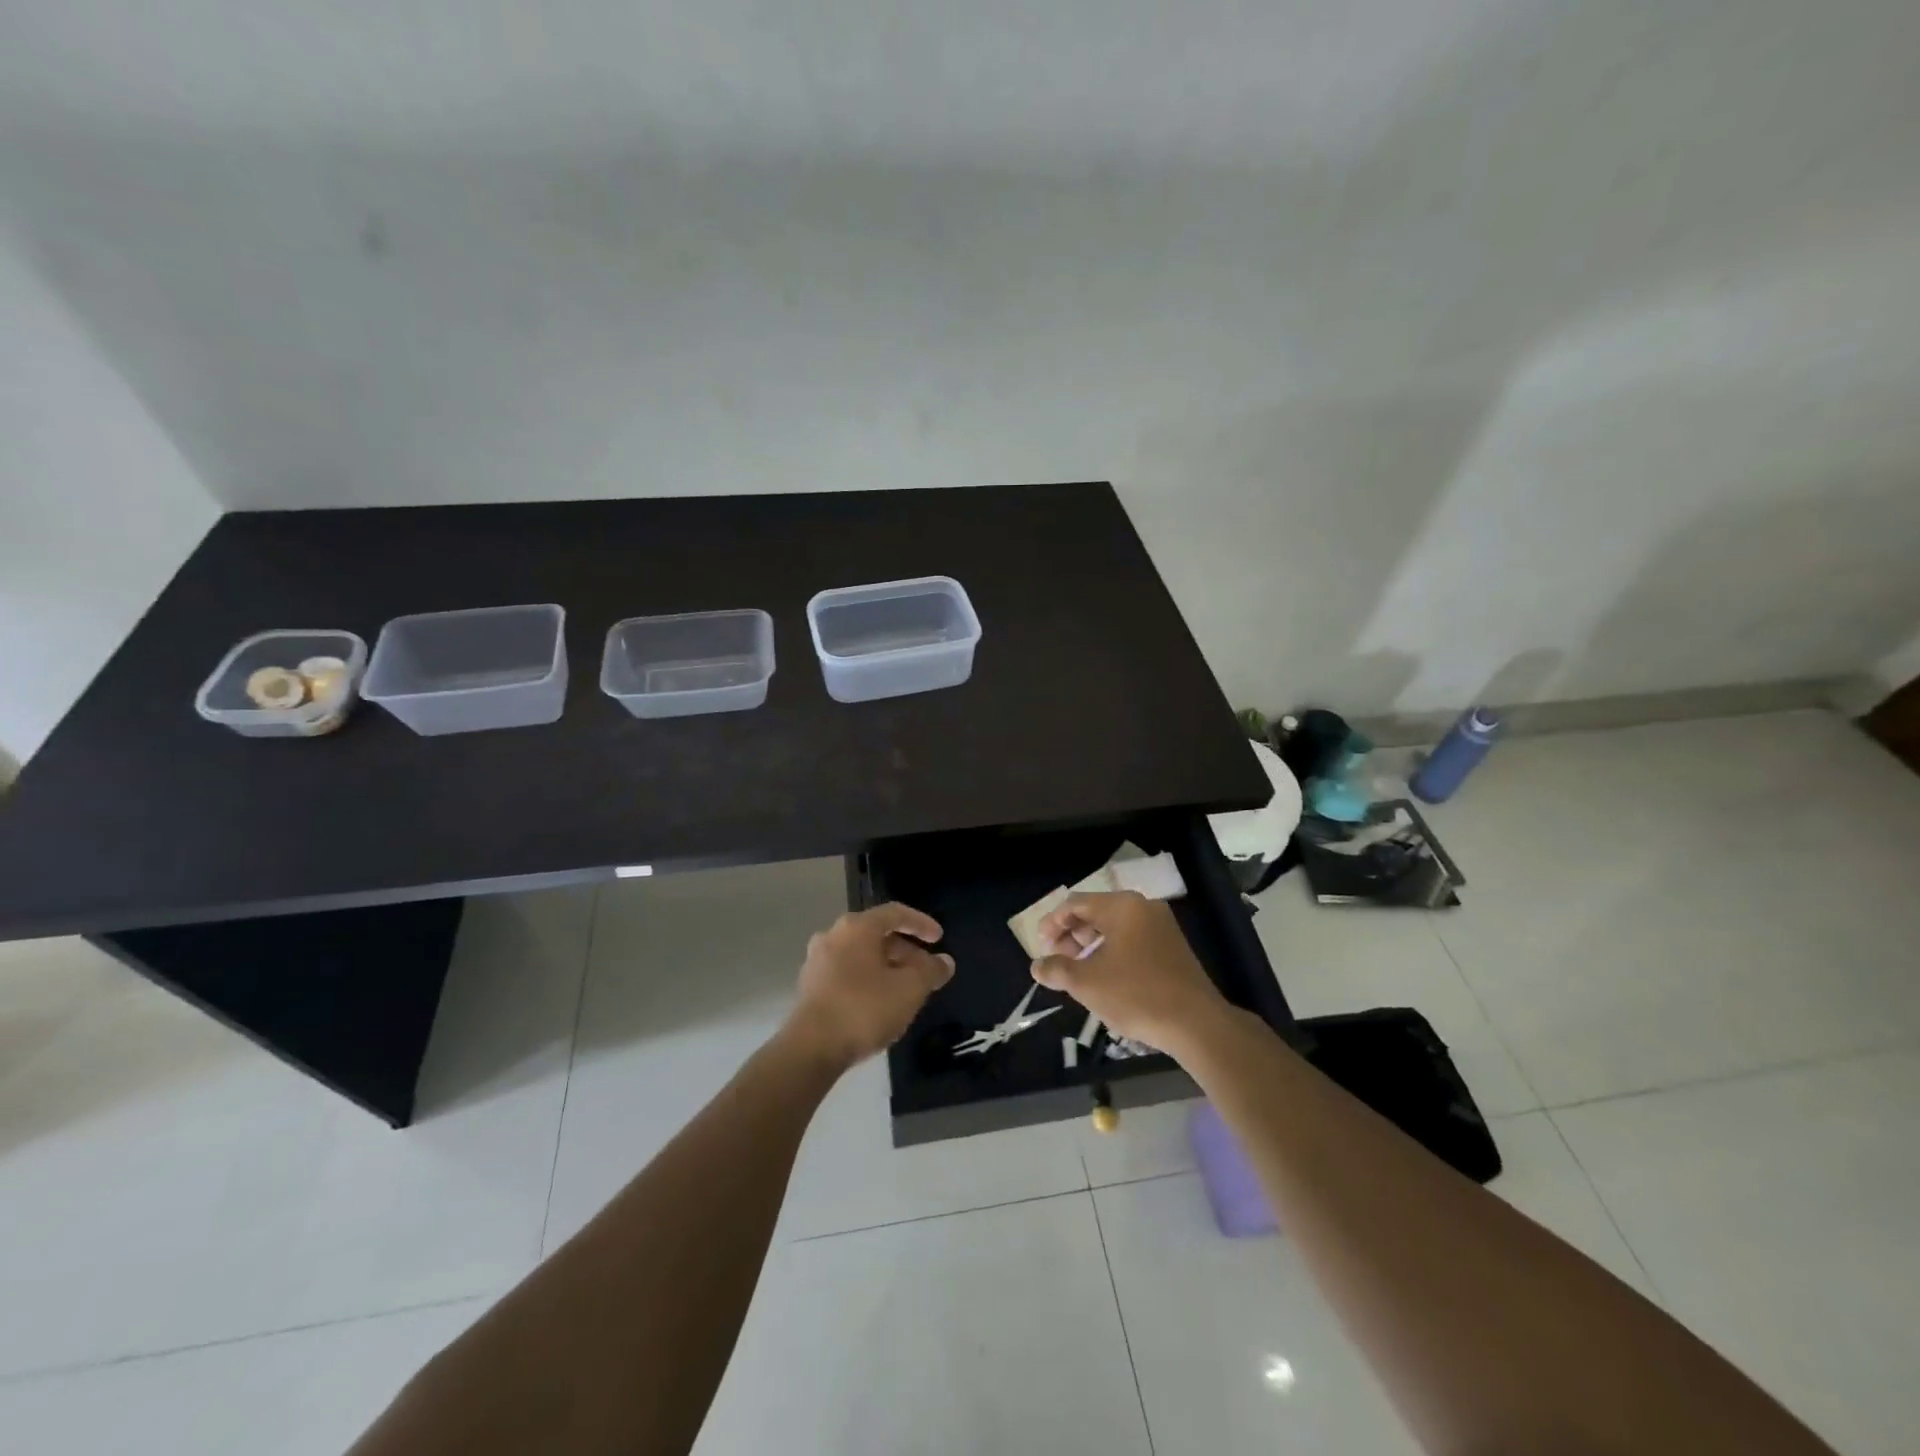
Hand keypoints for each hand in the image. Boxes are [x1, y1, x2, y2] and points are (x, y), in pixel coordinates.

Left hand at [783, 903, 954, 1070]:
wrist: (811, 1048)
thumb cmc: (864, 1009)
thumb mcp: (910, 989)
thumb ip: (931, 971)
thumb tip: (944, 962)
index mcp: (857, 927)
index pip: (895, 913)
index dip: (921, 923)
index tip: (939, 939)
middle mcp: (833, 935)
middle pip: (877, 935)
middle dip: (906, 952)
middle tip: (926, 972)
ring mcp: (817, 961)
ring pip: (862, 956)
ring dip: (887, 968)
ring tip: (906, 991)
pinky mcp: (810, 986)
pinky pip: (847, 973)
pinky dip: (868, 980)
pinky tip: (880, 1004)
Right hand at [1031, 891, 1229, 1052]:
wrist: (1196, 1024)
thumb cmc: (1136, 994)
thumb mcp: (1086, 983)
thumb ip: (1057, 969)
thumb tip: (1037, 966)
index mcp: (1122, 906)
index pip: (1076, 904)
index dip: (1053, 923)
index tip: (1040, 946)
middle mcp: (1143, 907)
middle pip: (1096, 912)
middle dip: (1072, 934)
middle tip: (1057, 959)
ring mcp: (1162, 926)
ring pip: (1115, 927)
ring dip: (1090, 945)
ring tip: (1077, 970)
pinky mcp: (1172, 947)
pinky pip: (1132, 939)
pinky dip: (1112, 951)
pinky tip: (1104, 975)